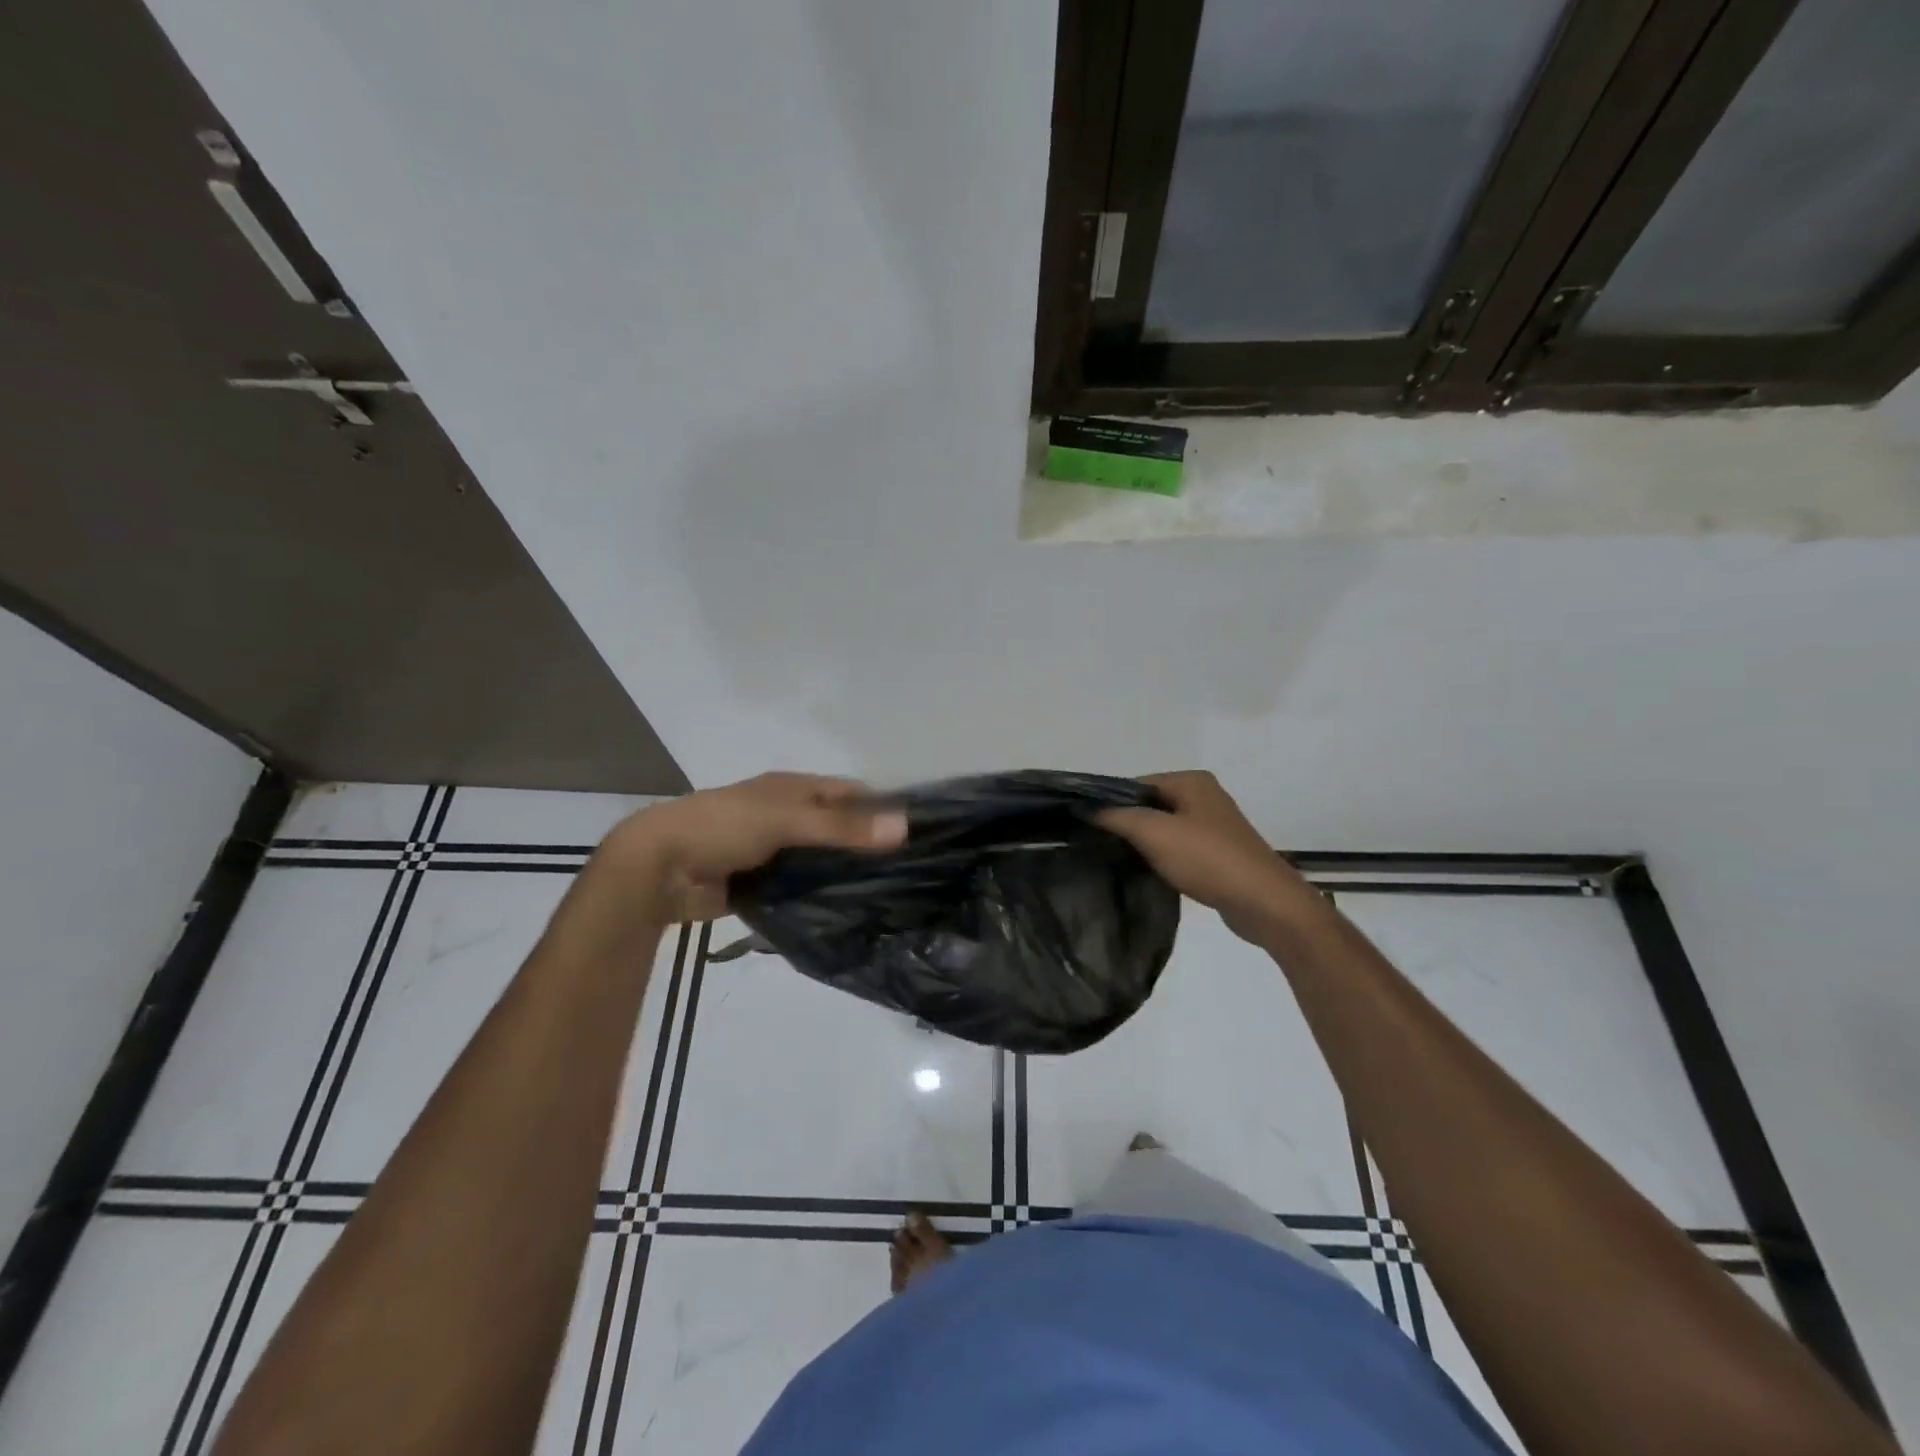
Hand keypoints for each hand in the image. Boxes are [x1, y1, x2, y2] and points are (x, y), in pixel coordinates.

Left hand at [602, 772, 906, 920]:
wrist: (658, 869)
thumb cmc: (723, 827)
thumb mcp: (786, 820)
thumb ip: (842, 828)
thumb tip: (904, 826)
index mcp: (792, 790)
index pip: (850, 792)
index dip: (882, 806)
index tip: (919, 831)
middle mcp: (787, 816)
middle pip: (837, 828)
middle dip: (868, 845)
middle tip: (911, 872)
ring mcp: (773, 851)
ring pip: (820, 861)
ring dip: (844, 874)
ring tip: (889, 896)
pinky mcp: (761, 884)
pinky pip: (799, 888)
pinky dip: (818, 896)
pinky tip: (847, 913)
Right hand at [1099, 771, 1321, 942]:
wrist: (1264, 903)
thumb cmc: (1207, 859)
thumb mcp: (1154, 832)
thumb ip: (1117, 816)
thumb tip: (1086, 808)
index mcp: (1191, 781)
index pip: (1136, 784)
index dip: (1110, 802)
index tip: (1086, 826)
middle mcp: (1203, 796)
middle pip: (1149, 805)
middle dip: (1125, 823)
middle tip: (1097, 845)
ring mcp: (1213, 826)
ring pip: (1163, 828)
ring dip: (1143, 843)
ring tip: (1117, 861)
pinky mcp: (1217, 854)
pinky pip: (1178, 849)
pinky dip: (1161, 858)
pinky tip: (1147, 873)